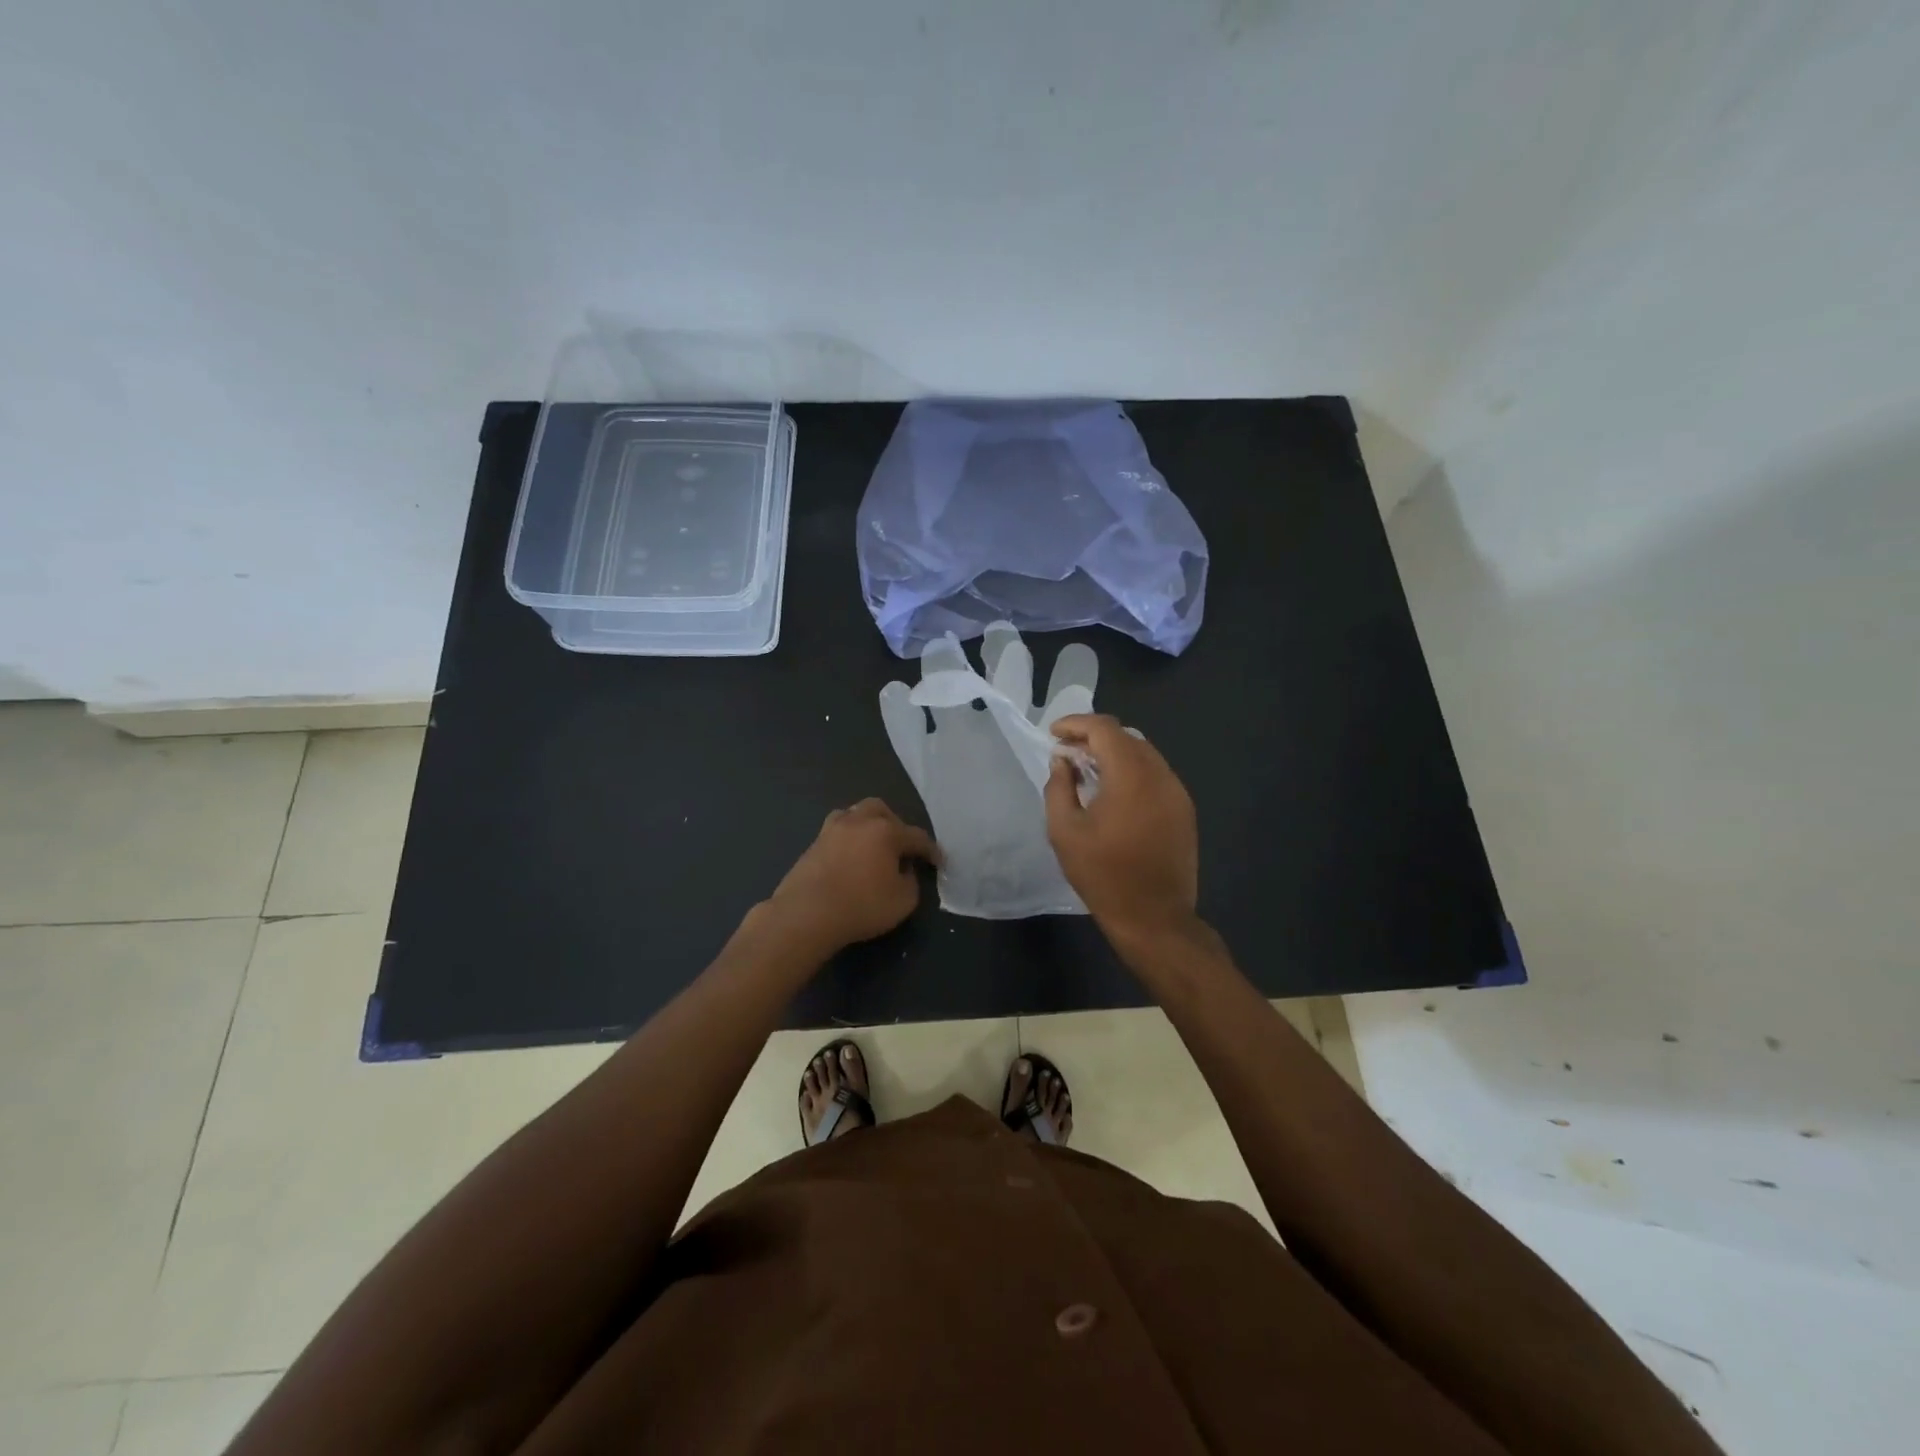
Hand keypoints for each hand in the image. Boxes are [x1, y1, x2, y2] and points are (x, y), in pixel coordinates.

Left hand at [762, 799, 940, 955]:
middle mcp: (859, 821)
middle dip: (896, 825)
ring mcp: (832, 830)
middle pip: (882, 810)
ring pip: (855, 813)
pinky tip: (850, 856)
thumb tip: (904, 870)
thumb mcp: (903, 901)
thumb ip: (911, 881)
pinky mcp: (813, 844)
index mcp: (886, 831)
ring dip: (868, 824)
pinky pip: (837, 830)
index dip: (930, 850)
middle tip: (901, 848)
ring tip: (872, 845)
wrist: (806, 913)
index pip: (916, 836)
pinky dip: (848, 838)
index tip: (938, 862)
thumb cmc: (862, 906)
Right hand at [1045, 715, 1199, 945]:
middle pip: (1126, 737)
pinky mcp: (1184, 809)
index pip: (1104, 728)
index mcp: (1131, 775)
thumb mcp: (1065, 831)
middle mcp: (1160, 774)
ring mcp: (1177, 792)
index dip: (1076, 724)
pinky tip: (1114, 793)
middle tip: (1067, 753)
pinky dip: (1132, 772)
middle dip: (1094, 737)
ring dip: (1114, 754)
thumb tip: (1063, 761)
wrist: (1154, 918)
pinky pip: (1156, 775)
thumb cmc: (1103, 875)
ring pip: (1144, 754)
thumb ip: (1059, 787)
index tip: (1054, 734)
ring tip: (1088, 772)